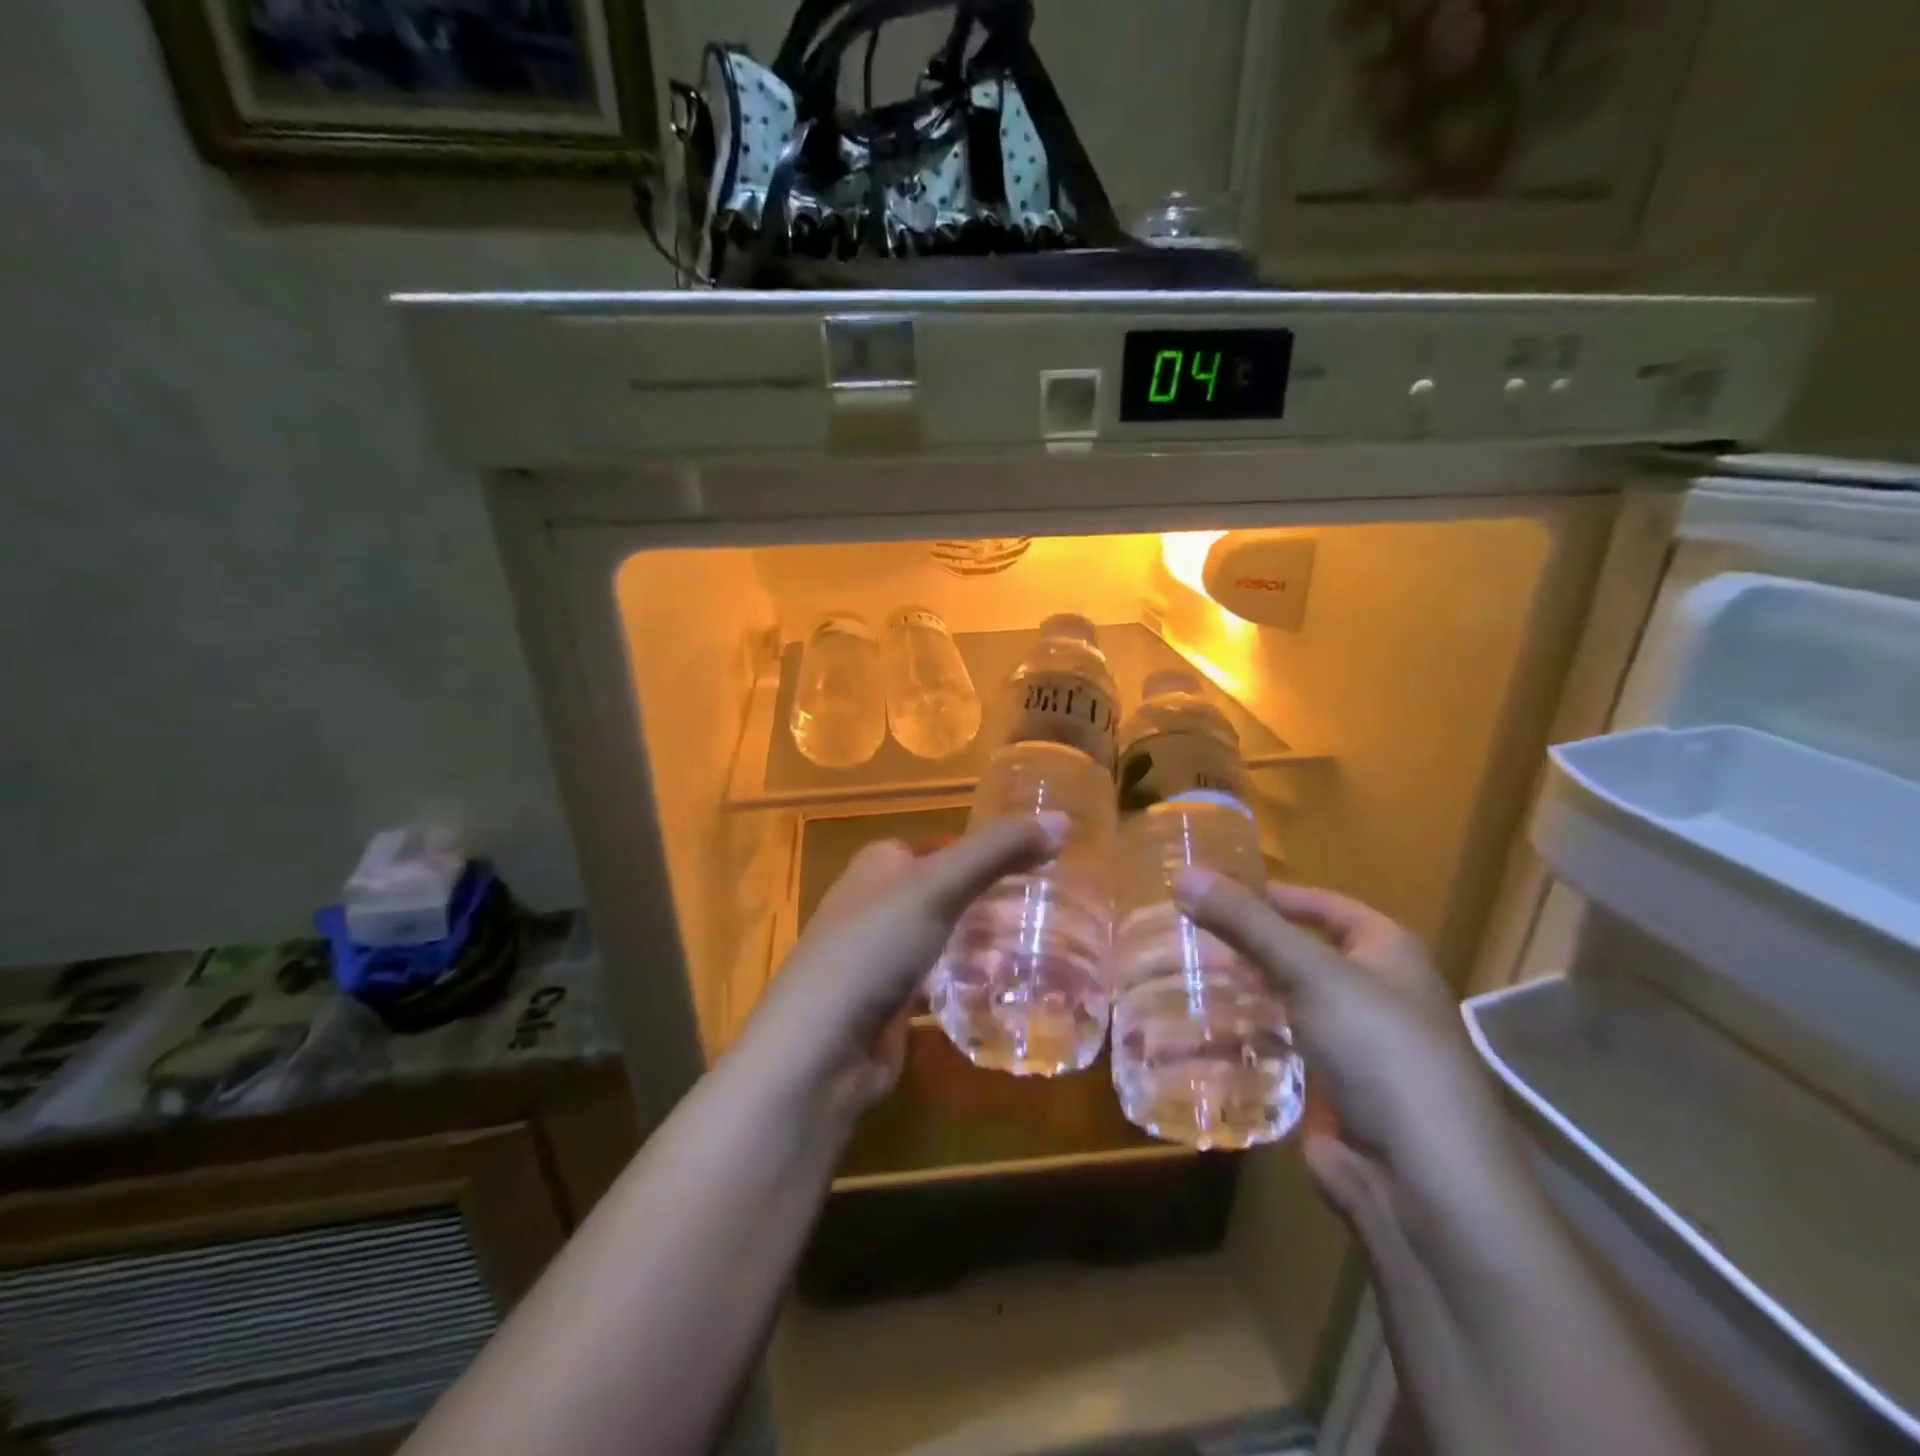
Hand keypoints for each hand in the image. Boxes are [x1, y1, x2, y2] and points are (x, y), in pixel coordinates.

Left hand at [737, 814, 1068, 1114]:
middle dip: (992, 899)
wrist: (821, 1049)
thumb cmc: (875, 947)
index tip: (1042, 861)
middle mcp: (876, 902)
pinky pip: (939, 980)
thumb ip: (999, 850)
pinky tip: (1004, 988)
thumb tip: (1063, 819)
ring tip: (1040, 946)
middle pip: (947, 890)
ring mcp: (880, 954)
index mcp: (880, 863)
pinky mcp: (889, 1001)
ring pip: (945, 936)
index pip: (945, 844)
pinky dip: (967, 981)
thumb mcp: (938, 886)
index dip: (989, 849)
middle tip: (1050, 908)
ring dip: (984, 941)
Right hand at [1172, 874, 1526, 1224]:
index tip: (1211, 892)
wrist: (1423, 1182)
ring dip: (1239, 992)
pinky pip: (1280, 1049)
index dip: (1271, 895)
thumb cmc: (1378, 1050)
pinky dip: (1244, 1038)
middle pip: (1298, 954)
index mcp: (1388, 952)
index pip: (1323, 905)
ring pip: (1285, 1003)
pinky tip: (1199, 1031)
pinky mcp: (1331, 1091)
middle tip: (1183, 936)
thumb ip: (1245, 922)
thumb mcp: (1309, 971)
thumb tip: (1182, 874)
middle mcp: (1375, 993)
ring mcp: (1354, 1045)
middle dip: (1245, 947)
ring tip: (1180, 978)